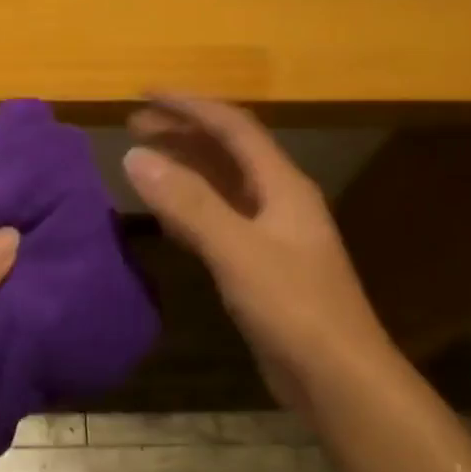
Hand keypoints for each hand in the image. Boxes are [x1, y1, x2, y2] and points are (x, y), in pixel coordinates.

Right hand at [122, 96, 392, 406]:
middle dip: (182, 132)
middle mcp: (278, 200)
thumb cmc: (293, 307)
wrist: (337, 377)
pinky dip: (189, 205)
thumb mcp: (236, 250)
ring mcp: (271, 233)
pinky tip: (166, 213)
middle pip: (227, 151)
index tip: (144, 94)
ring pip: (222, 184)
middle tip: (133, 124)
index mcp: (282, 185)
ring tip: (143, 157)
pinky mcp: (261, 265)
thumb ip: (187, 202)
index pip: (232, 127)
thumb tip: (134, 156)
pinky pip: (219, 219)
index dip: (188, 105)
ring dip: (184, 166)